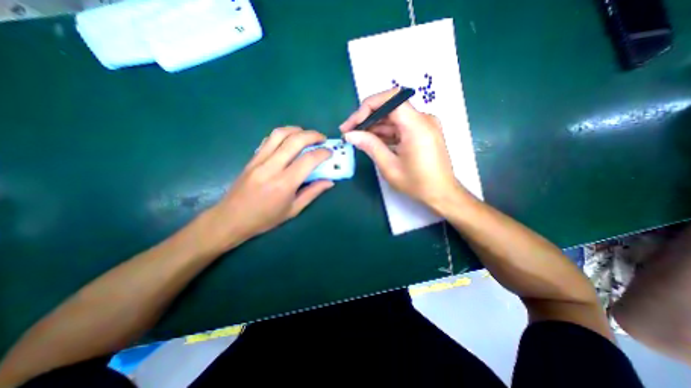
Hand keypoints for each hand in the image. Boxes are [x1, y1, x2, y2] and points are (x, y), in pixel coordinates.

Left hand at [204, 125, 334, 249]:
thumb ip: (312, 193)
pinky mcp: (252, 158)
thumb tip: (329, 182)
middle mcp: (272, 167)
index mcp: (285, 184)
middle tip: (322, 139)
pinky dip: (282, 135)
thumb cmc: (265, 219)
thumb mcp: (293, 210)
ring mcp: (259, 160)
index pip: (308, 160)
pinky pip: (268, 139)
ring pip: (279, 134)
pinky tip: (289, 140)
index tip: (330, 153)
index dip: (323, 153)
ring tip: (307, 135)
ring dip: (297, 130)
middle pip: (295, 140)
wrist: (231, 219)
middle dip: (313, 135)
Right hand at [339, 87, 463, 208]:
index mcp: (416, 125)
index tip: (352, 124)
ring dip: (374, 126)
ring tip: (357, 138)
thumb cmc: (417, 183)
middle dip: (367, 118)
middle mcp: (422, 119)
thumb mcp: (390, 166)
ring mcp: (424, 124)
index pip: (390, 99)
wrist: (442, 193)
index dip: (367, 107)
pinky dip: (385, 132)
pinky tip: (372, 141)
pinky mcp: (422, 131)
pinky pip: (400, 126)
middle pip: (390, 107)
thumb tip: (350, 135)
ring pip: (393, 117)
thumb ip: (370, 146)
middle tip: (349, 132)